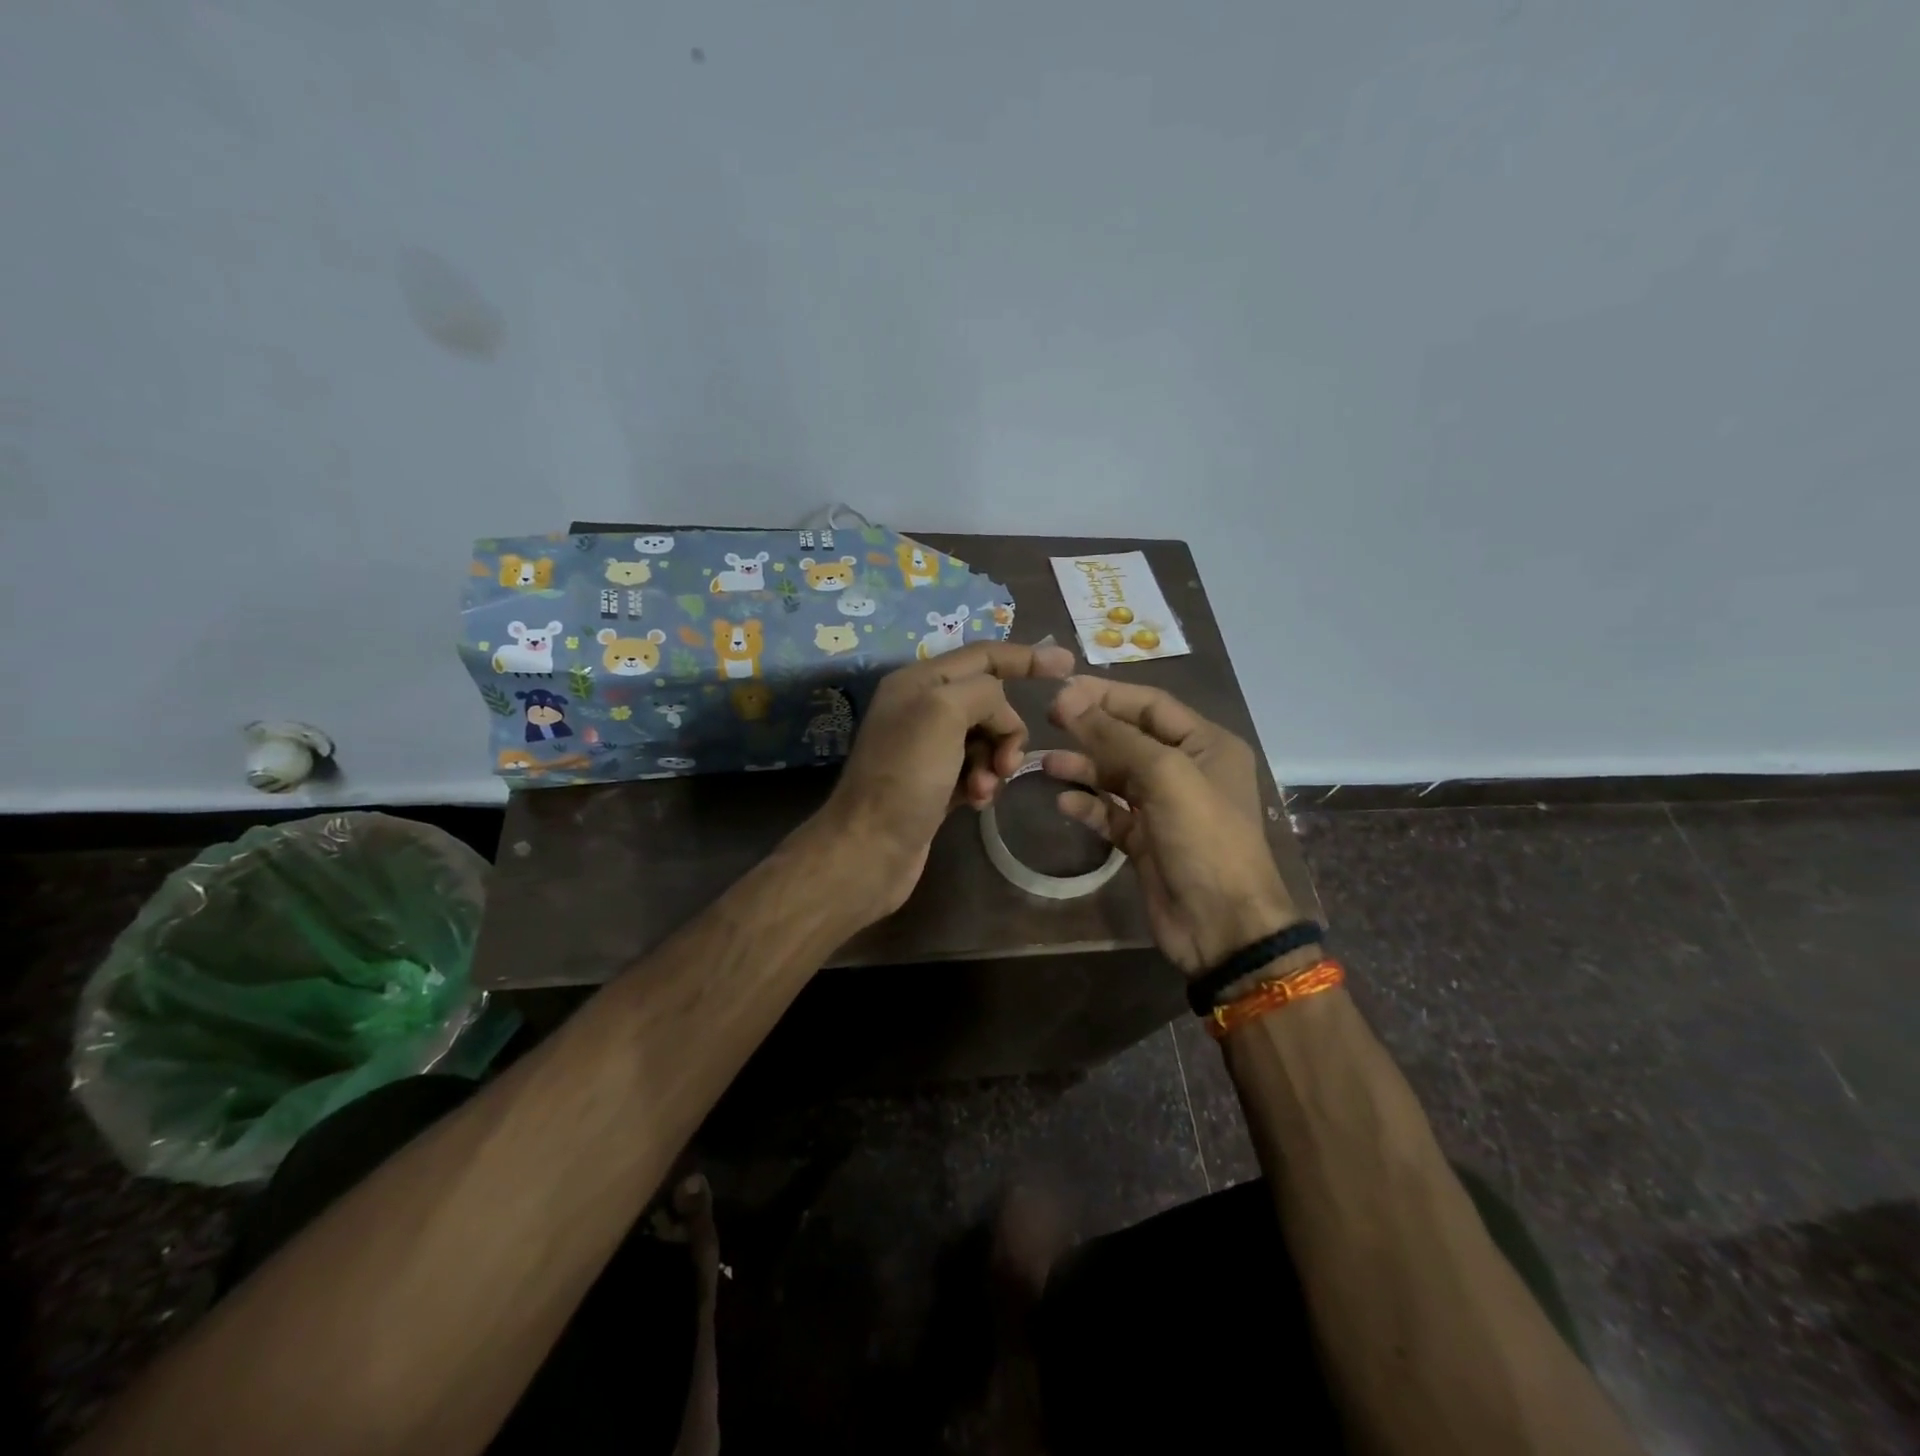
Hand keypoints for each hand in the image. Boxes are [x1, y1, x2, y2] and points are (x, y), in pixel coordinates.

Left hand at [817, 641, 1076, 915]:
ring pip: (987, 739)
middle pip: (989, 701)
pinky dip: (983, 782)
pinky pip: (976, 769)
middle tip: (1005, 762)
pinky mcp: (934, 784)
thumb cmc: (905, 776)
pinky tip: (976, 803)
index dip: (1026, 657)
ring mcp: (927, 748)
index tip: (1069, 666)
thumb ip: (983, 694)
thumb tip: (1000, 714)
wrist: (869, 850)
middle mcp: (921, 708)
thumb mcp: (943, 713)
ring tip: (983, 789)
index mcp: (919, 681)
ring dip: (995, 761)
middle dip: (1007, 728)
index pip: (983, 655)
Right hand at [1043, 678, 1300, 975]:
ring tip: (1045, 763)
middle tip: (1048, 719)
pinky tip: (1063, 802)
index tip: (1062, 691)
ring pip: (1117, 776)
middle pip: (1131, 737)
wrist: (1222, 925)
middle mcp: (1187, 770)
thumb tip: (1070, 699)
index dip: (1106, 695)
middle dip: (1091, 728)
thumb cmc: (1203, 838)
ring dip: (1083, 768)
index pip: (1150, 705)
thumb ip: (1116, 736)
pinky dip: (1088, 806)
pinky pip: (1111, 814)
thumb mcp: (1165, 775)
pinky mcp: (1146, 841)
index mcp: (1206, 744)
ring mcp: (1165, 808)